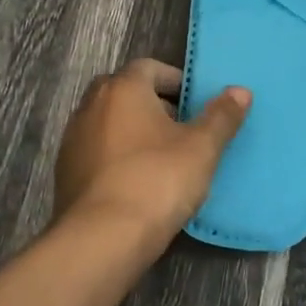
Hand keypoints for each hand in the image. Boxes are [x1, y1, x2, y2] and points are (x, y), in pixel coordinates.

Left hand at [54, 59, 250, 240]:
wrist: (102, 238)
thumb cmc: (157, 180)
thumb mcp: (201, 148)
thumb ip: (221, 116)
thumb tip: (240, 90)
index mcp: (123, 89)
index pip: (149, 67)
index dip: (174, 80)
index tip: (194, 101)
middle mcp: (91, 105)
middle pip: (124, 91)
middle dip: (151, 103)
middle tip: (179, 126)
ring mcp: (73, 140)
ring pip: (107, 122)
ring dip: (131, 130)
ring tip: (160, 156)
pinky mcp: (65, 173)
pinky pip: (96, 151)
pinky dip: (115, 156)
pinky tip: (135, 181)